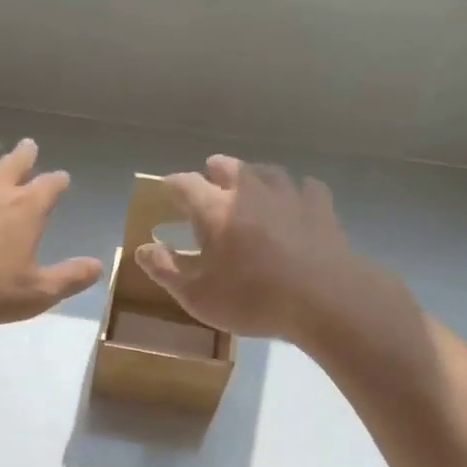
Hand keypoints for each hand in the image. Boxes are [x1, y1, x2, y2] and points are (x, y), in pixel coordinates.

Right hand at [134, 156, 412, 347]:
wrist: (324, 298)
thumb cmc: (251, 299)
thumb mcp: (196, 296)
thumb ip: (166, 270)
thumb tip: (142, 249)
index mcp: (214, 209)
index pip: (185, 184)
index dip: (172, 185)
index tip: (166, 191)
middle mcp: (249, 191)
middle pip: (228, 167)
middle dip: (214, 171)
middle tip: (209, 179)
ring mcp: (288, 195)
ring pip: (267, 171)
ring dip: (253, 175)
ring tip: (250, 187)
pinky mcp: (321, 208)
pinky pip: (306, 188)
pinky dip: (296, 191)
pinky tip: (296, 202)